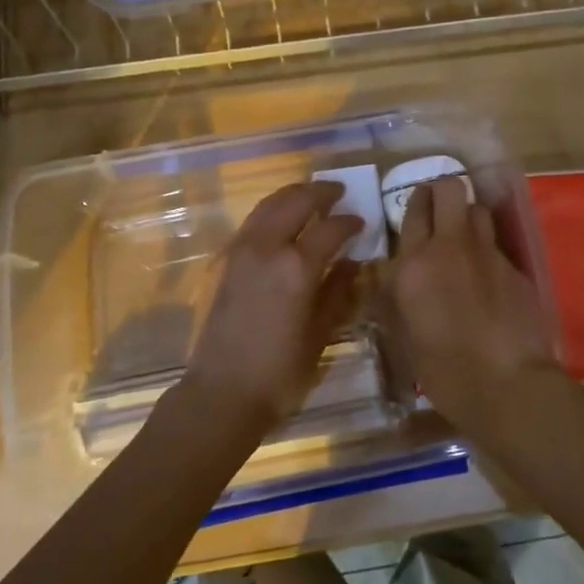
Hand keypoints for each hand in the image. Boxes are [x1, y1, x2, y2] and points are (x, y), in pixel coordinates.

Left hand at [184, 180, 361, 432]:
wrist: (222, 391)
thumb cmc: (280, 371)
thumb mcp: (320, 335)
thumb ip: (338, 293)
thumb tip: (352, 263)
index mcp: (296, 267)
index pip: (330, 228)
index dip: (349, 222)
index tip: (362, 222)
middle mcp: (267, 248)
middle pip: (296, 201)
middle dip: (320, 192)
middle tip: (339, 192)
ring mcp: (241, 251)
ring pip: (270, 204)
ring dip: (293, 195)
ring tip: (312, 197)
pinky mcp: (225, 260)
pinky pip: (253, 220)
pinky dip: (272, 210)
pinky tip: (283, 220)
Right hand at [385, 177, 562, 441]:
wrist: (506, 384)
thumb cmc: (443, 370)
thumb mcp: (403, 335)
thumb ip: (396, 297)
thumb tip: (396, 278)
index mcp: (413, 264)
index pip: (414, 210)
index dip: (416, 200)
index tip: (417, 205)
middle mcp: (450, 246)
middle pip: (450, 188)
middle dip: (443, 190)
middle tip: (438, 208)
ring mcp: (487, 253)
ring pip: (478, 209)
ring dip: (468, 215)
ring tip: (463, 237)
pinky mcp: (515, 267)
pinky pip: (497, 243)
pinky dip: (487, 250)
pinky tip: (487, 276)